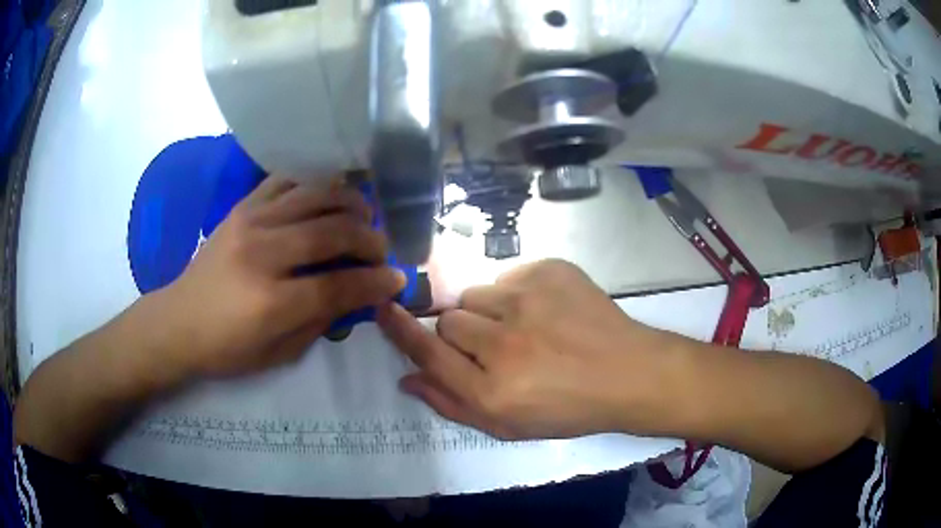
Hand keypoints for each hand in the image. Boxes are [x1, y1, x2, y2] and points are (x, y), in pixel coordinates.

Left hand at [156, 176, 405, 377]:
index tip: (397, 279)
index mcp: (271, 302)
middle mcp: (262, 253)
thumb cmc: (227, 348)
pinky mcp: (241, 207)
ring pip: (314, 195)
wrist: (178, 321)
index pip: (338, 285)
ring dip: (349, 202)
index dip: (375, 282)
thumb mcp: (279, 353)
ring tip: (363, 216)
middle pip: (331, 231)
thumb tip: (358, 293)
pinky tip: (326, 198)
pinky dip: (314, 184)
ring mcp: (250, 222)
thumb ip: (321, 321)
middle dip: (369, 239)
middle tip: (382, 249)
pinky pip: (286, 181)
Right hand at [377, 259, 682, 439]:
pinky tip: (547, 312)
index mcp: (492, 391)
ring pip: (476, 295)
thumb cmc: (568, 408)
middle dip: (462, 334)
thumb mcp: (508, 426)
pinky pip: (507, 276)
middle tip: (495, 347)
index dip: (400, 330)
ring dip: (489, 312)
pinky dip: (518, 294)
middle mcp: (504, 344)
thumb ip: (451, 404)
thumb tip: (407, 379)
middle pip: (449, 320)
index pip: (428, 352)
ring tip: (525, 328)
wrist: (629, 373)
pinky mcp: (549, 271)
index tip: (384, 309)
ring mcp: (528, 300)